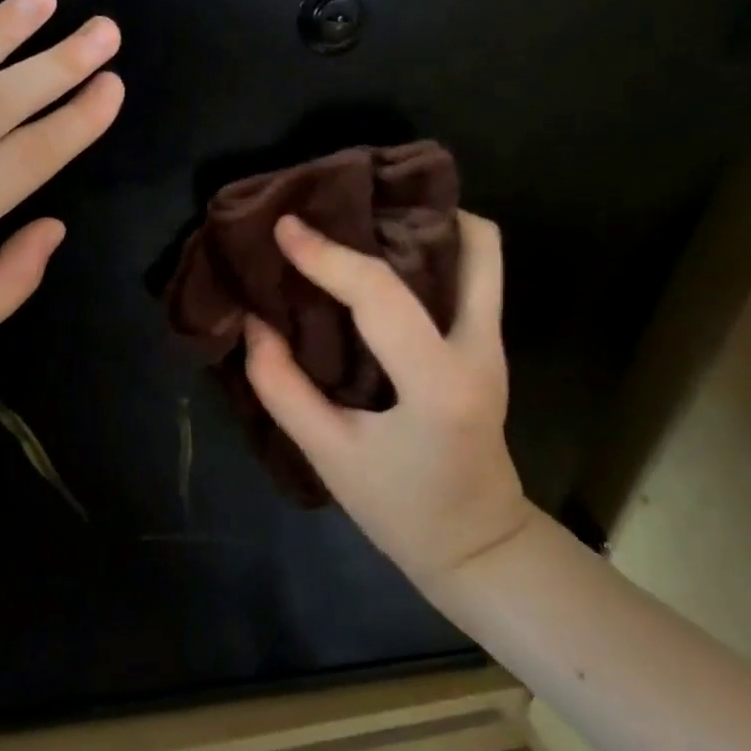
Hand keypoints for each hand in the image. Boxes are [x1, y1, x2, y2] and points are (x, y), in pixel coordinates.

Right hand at [242, 211, 534, 587]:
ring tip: (363, 219)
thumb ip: (283, 387)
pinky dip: (431, 249)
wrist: (479, 546)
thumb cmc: (402, 510)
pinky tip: (380, 256)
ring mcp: (493, 343)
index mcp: (438, 385)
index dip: (328, 256)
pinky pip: (470, 275)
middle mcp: (480, 349)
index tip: (286, 227)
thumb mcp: (329, 456)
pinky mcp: (488, 344)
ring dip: (427, 223)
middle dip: (408, 212)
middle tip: (344, 204)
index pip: (381, 296)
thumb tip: (257, 322)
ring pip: (481, 252)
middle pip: (473, 244)